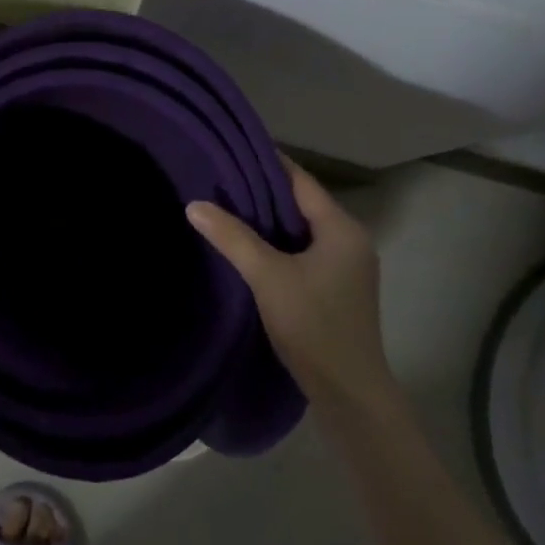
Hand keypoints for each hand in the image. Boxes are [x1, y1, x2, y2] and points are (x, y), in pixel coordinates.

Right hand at [186, 156, 385, 404]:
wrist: (349, 392)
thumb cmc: (313, 325)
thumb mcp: (267, 277)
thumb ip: (232, 238)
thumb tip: (194, 205)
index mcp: (342, 228)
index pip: (301, 180)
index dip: (268, 163)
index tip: (232, 151)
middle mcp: (350, 239)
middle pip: (302, 203)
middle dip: (264, 192)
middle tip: (221, 180)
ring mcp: (348, 266)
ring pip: (303, 229)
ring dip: (270, 220)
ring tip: (228, 208)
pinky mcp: (338, 288)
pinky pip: (305, 251)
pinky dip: (280, 244)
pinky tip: (251, 248)